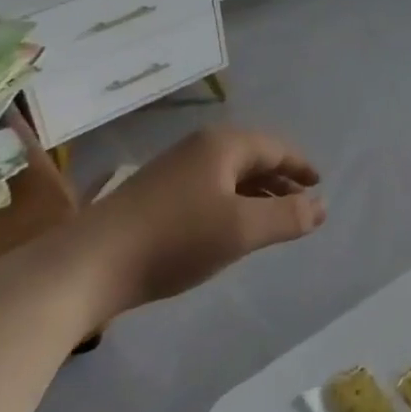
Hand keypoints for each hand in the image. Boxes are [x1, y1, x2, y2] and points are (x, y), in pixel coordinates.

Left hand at [81, 126, 323, 314]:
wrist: (88, 266)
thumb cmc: (175, 239)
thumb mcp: (242, 229)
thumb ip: (289, 216)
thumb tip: (323, 205)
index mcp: (223, 145)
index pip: (276, 148)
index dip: (300, 167)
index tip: (319, 185)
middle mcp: (199, 149)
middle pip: (253, 158)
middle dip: (280, 181)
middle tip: (302, 206)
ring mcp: (173, 171)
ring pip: (229, 176)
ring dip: (256, 194)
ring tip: (273, 220)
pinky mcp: (154, 196)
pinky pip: (209, 190)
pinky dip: (231, 204)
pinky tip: (229, 229)